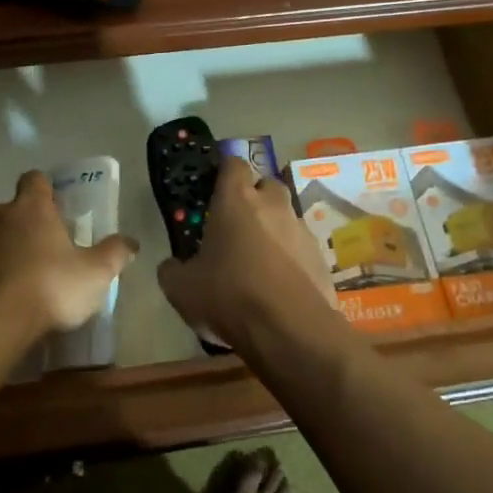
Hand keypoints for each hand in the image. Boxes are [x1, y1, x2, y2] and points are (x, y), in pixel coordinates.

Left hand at [0, 170, 138, 340]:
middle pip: (12, 210)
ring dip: (6, 251)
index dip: (46, 191)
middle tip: (47, 250)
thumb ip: (115, 254)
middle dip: (27, 225)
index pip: (35, 180)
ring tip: (26, 281)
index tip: (58, 208)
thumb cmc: (48, 287)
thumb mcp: (95, 273)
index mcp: (31, 208)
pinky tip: (5, 302)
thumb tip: (131, 242)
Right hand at [157, 159, 337, 351]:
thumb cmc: (229, 295)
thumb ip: (172, 270)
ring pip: (286, 216)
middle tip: (237, 224)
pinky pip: (301, 248)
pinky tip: (280, 285)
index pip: (233, 163)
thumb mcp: (181, 288)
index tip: (214, 188)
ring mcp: (301, 230)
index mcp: (236, 200)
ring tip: (258, 260)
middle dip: (254, 197)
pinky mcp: (321, 257)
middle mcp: (273, 205)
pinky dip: (291, 258)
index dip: (224, 172)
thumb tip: (172, 266)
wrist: (290, 330)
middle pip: (266, 185)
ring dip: (274, 229)